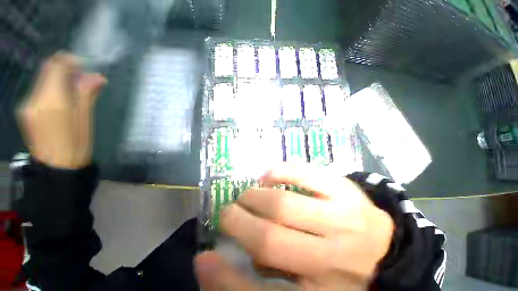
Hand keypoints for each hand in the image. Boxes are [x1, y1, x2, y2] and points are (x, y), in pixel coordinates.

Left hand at [18, 52, 106, 168]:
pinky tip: (64, 98)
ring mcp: (28, 104)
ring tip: (76, 89)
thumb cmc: (77, 146)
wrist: (56, 168)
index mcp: (53, 101)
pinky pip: (39, 90)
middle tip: (82, 76)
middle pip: (47, 71)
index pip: (57, 67)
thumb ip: (87, 94)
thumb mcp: (86, 119)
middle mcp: (35, 98)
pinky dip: (52, 88)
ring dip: (59, 78)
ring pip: (43, 80)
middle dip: (65, 68)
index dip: (70, 61)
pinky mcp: (26, 110)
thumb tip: (98, 77)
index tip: (84, 65)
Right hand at [195, 163, 394, 290]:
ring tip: (246, 197)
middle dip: (237, 222)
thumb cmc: (340, 271)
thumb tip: (208, 263)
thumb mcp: (302, 287)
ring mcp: (342, 219)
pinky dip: (279, 172)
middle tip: (228, 213)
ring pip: (283, 205)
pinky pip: (303, 174)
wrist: (384, 248)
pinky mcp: (344, 190)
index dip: (225, 279)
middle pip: (270, 240)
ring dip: (254, 198)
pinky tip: (267, 177)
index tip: (204, 260)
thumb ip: (256, 280)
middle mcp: (333, 261)